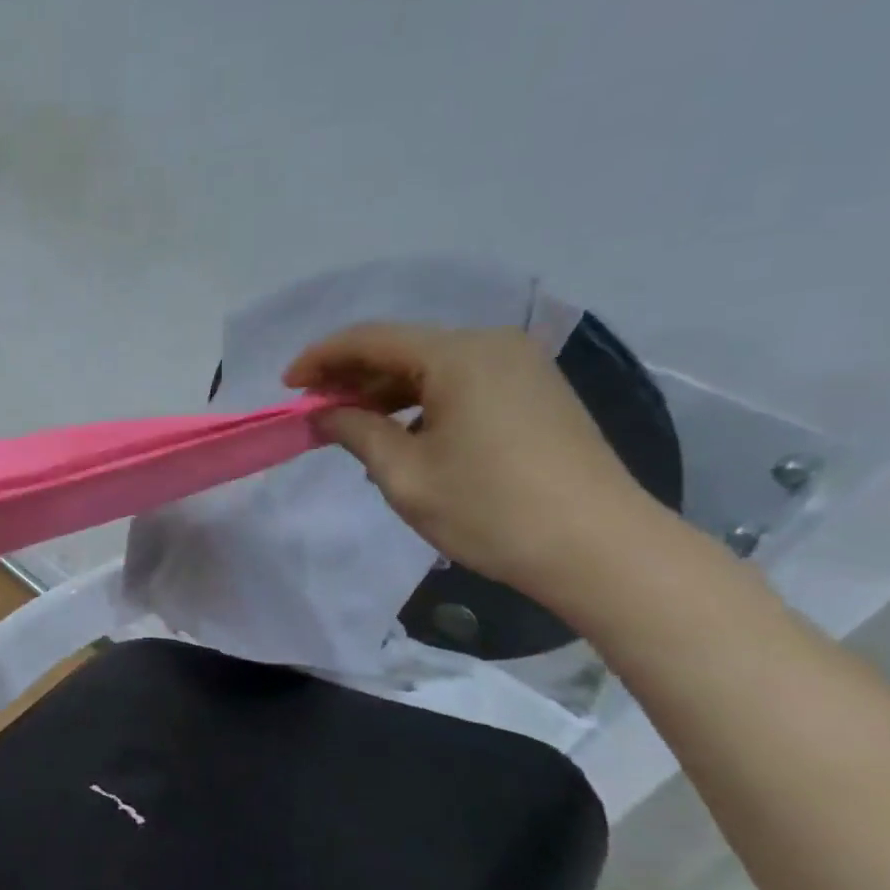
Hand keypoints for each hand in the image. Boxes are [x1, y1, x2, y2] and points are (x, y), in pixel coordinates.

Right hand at [285, 323, 667, 609]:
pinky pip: (461, 384)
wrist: (602, 550)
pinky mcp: (536, 394)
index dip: (321, 359)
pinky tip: (401, 434)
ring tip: (349, 425)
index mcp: (459, 355)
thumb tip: (323, 414)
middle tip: (313, 410)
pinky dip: (420, 402)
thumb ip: (355, 432)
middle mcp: (492, 346)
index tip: (287, 386)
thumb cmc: (490, 509)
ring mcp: (521, 368)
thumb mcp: (404, 474)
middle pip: (402, 348)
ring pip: (432, 367)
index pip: (371, 339)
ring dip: (384, 392)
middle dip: (351, 376)